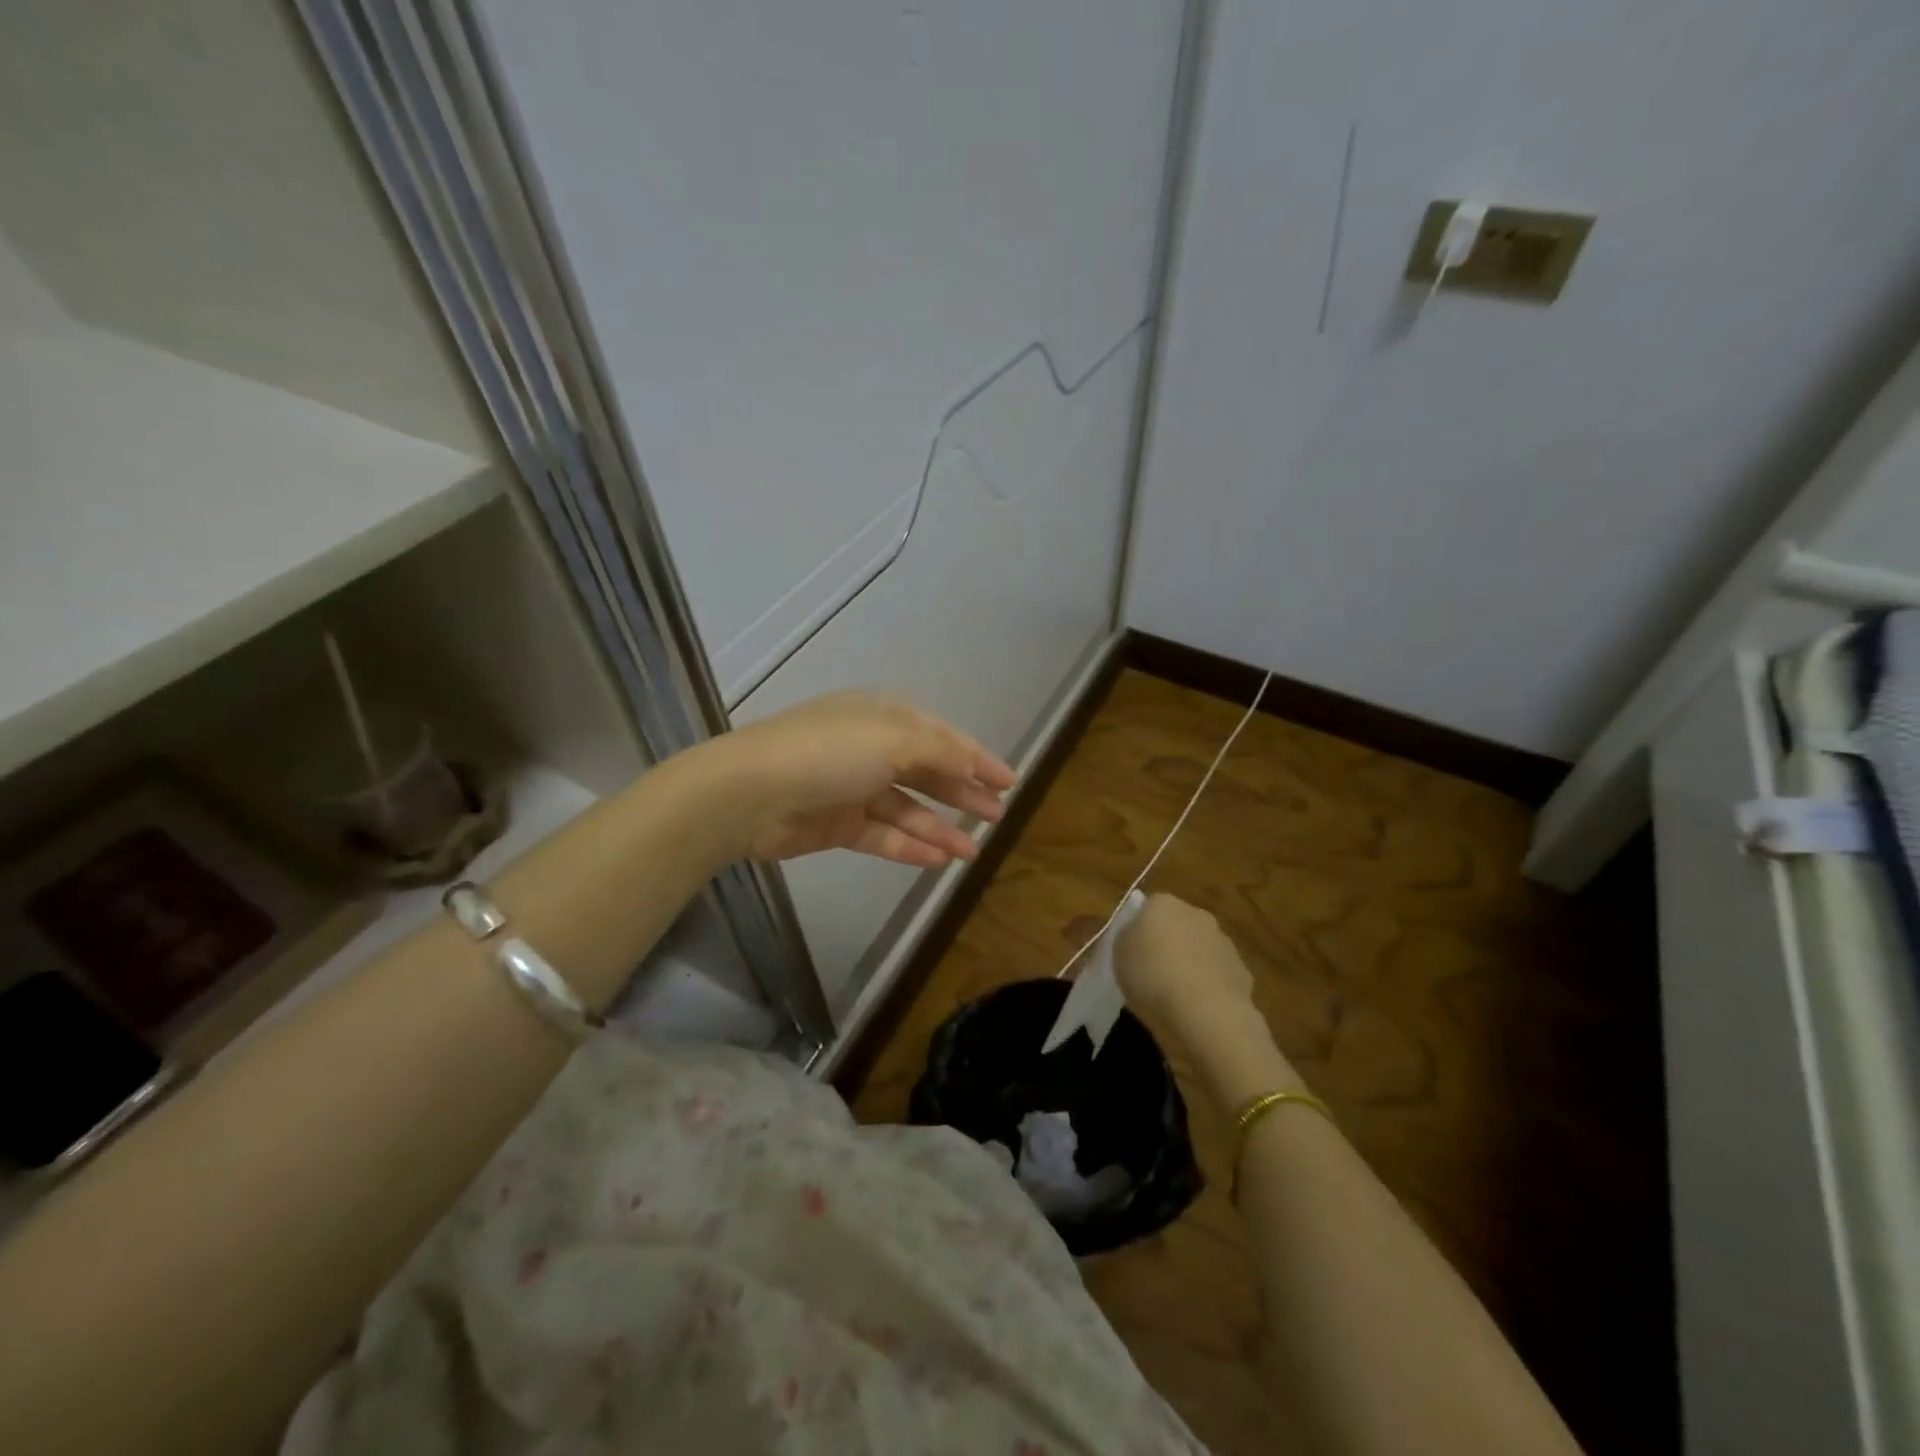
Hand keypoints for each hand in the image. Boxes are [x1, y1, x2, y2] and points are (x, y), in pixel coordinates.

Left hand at [687, 692, 1016, 867]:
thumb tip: (971, 765)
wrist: (750, 793)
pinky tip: (937, 860)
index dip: (976, 757)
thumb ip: (939, 751)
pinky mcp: (837, 824)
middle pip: (926, 772)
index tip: (1009, 781)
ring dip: (939, 827)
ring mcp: (852, 788)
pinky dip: (908, 847)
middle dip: (962, 792)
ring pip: (907, 809)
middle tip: (996, 815)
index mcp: (882, 717)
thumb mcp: (892, 739)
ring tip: (973, 851)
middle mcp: (870, 749)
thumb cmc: (828, 753)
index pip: (941, 736)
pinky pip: (882, 835)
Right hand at [1115, 894, 1254, 1032]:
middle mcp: (1196, 914)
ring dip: (1191, 963)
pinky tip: (1199, 1008)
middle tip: (1153, 971)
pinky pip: (1218, 974)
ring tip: (1176, 994)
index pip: (1149, 906)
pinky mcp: (1242, 970)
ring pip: (1201, 949)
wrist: (1205, 1011)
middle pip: (1178, 925)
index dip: (1140, 929)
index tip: (1133, 951)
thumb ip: (1128, 937)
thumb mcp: (1118, 954)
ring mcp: (1223, 942)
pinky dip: (1209, 986)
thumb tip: (1138, 935)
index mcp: (1163, 904)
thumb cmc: (1151, 975)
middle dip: (1169, 943)